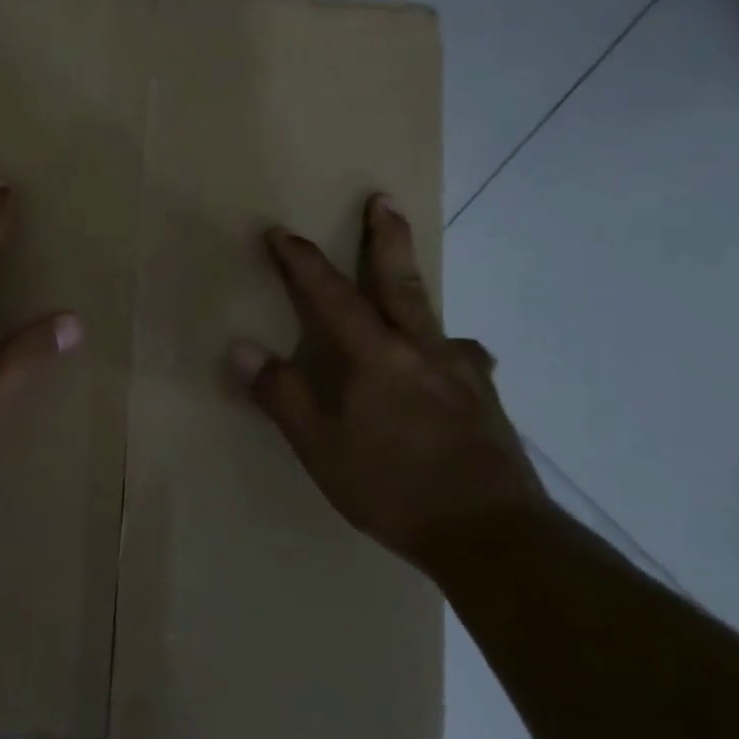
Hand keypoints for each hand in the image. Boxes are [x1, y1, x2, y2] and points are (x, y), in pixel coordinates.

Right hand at [229, 195, 546, 571]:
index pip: (331, 295)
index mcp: (376, 356)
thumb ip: (281, 394)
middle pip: (400, 282)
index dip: (302, 261)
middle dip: (385, 238)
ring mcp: (462, 374)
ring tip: (410, 289)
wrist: (496, 538)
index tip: (279, 232)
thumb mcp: (321, 447)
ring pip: (436, 316)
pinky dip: (449, 349)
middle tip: (383, 200)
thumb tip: (241, 346)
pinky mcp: (487, 402)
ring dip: (417, 290)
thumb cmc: (395, 488)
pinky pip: (463, 358)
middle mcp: (422, 351)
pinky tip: (452, 365)